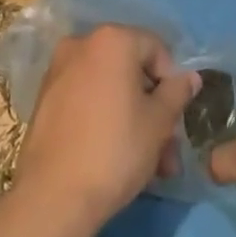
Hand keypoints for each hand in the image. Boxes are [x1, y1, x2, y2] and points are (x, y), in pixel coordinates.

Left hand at [14, 25, 199, 235]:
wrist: (53, 197)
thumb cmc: (116, 149)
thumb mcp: (159, 122)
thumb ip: (177, 92)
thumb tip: (190, 77)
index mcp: (112, 39)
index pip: (156, 49)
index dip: (172, 82)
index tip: (176, 118)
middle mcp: (82, 44)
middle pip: (131, 71)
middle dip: (154, 108)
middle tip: (167, 149)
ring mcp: (59, 71)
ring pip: (110, 89)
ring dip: (133, 120)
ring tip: (150, 166)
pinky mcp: (45, 100)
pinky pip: (87, 100)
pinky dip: (105, 119)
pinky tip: (117, 157)